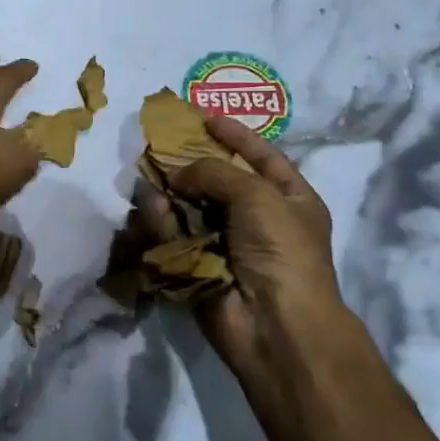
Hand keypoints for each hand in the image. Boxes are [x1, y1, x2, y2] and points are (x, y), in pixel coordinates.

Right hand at [137, 116, 351, 375]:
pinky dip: (161, 223)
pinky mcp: (197, 265)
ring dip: (170, 193)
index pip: (261, 157)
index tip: (204, 117)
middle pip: (217, 181)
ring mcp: (226, 244)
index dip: (235, 135)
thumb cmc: (281, 250)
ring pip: (189, 207)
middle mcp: (258, 219)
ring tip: (150, 179)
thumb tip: (176, 175)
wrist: (275, 324)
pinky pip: (174, 236)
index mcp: (289, 199)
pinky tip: (151, 211)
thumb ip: (214, 171)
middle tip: (159, 146)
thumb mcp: (258, 195)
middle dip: (189, 164)